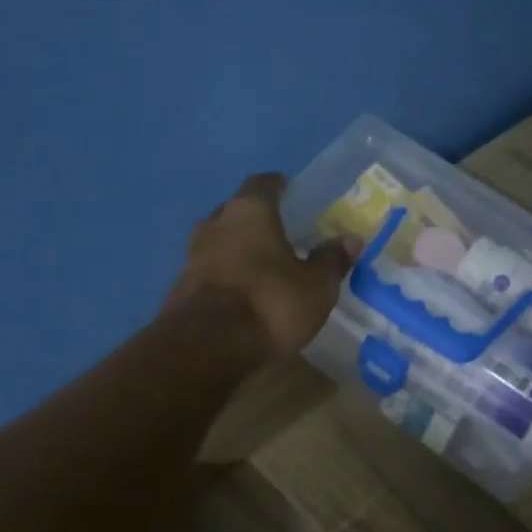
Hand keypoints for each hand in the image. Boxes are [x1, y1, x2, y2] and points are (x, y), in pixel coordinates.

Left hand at [165, 173, 358, 361]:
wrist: (206, 347)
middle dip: (256, 220)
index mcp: (249, 211)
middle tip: (280, 233)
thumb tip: (350, 240)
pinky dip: (226, 276)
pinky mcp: (181, 287)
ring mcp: (192, 255)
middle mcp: (215, 223)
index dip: (278, 187)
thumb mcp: (316, 287)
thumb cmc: (269, 304)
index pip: (263, 184)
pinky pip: (210, 271)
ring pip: (219, 241)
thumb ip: (331, 261)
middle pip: (236, 211)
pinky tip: (241, 292)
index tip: (291, 194)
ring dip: (237, 249)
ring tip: (261, 265)